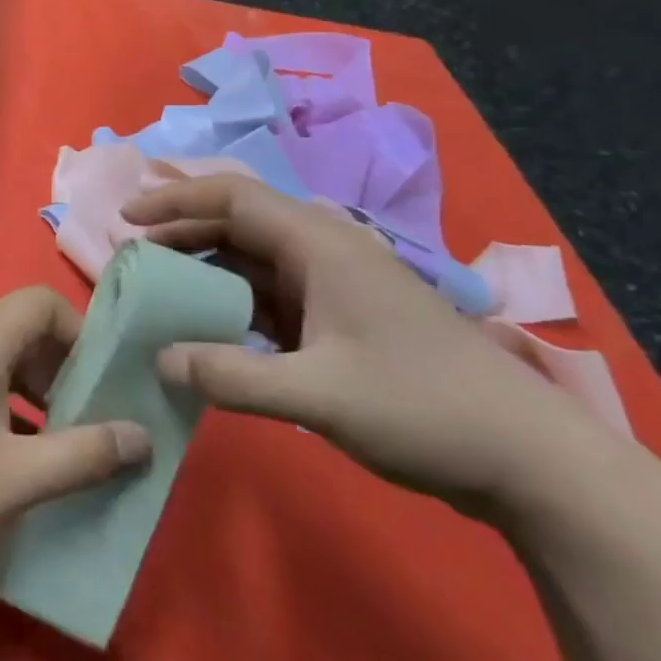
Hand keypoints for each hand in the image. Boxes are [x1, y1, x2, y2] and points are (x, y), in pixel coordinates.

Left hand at [0, 287, 150, 575]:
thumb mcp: (16, 479)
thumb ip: (83, 454)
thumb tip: (144, 436)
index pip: (42, 302)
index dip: (81, 333)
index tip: (105, 383)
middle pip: (23, 326)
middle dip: (64, 367)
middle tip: (90, 419)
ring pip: (1, 354)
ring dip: (36, 389)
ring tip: (61, 443)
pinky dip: (6, 400)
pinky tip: (15, 455)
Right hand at [122, 173, 590, 514]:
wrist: (534, 463)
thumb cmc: (424, 409)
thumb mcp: (318, 396)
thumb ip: (231, 376)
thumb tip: (159, 360)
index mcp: (319, 244)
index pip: (231, 197)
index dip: (174, 200)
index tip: (127, 217)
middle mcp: (324, 250)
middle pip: (238, 221)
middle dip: (182, 231)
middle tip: (133, 254)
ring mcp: (336, 284)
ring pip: (254, 258)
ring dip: (206, 267)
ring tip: (161, 287)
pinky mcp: (343, 317)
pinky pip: (272, 294)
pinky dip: (234, 301)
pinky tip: (211, 327)